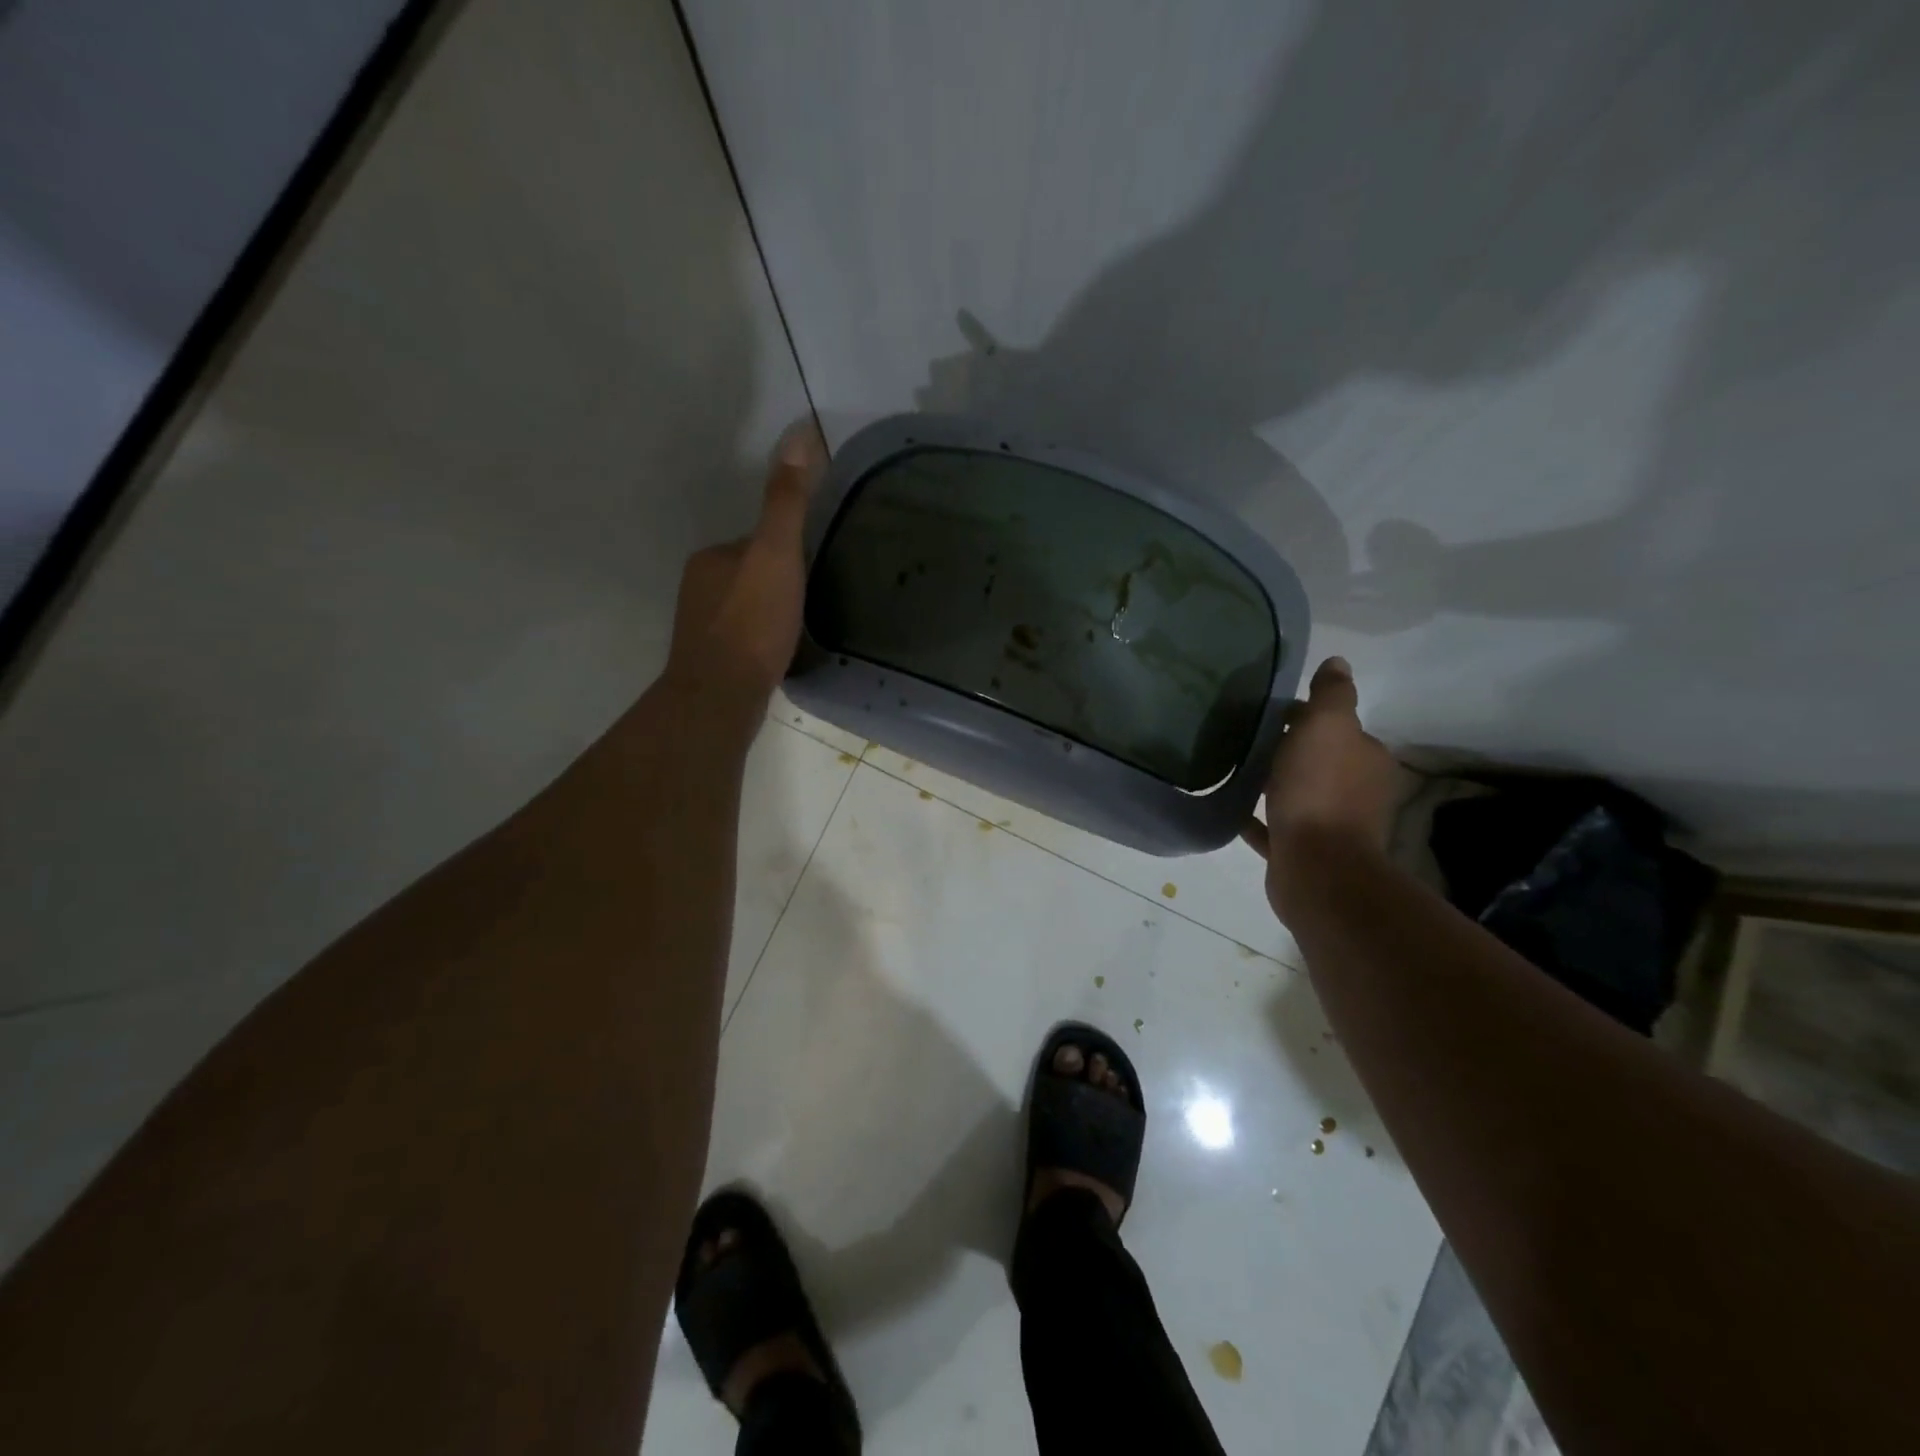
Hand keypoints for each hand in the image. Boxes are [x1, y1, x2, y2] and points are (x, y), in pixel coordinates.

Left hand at [664, 421, 825, 708]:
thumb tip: (799, 434)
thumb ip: (787, 501)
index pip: (758, 540)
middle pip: (752, 573)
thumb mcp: (777, 554)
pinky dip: (763, 639)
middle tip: (817, 597)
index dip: (790, 548)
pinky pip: (744, 637)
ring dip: (772, 612)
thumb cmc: (752, 622)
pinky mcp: (711, 661)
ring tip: (804, 627)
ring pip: (747, 607)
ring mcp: (701, 627)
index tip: (817, 562)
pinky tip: (781, 655)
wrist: (721, 696)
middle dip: (781, 581)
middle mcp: (699, 587)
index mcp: (712, 557)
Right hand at [1241, 657, 1397, 918]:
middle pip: (1318, 760)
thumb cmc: (1320, 790)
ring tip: (1237, 771)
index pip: (1338, 727)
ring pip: (1298, 794)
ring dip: (1274, 783)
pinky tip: (1233, 811)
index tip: (1271, 713)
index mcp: (1366, 758)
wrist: (1317, 867)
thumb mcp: (1327, 727)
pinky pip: (1276, 828)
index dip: (1306, 716)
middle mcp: (1356, 790)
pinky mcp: (1304, 852)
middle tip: (1248, 739)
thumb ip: (1333, 695)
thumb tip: (1338, 663)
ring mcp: (1331, 825)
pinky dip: (1258, 818)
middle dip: (1289, 750)